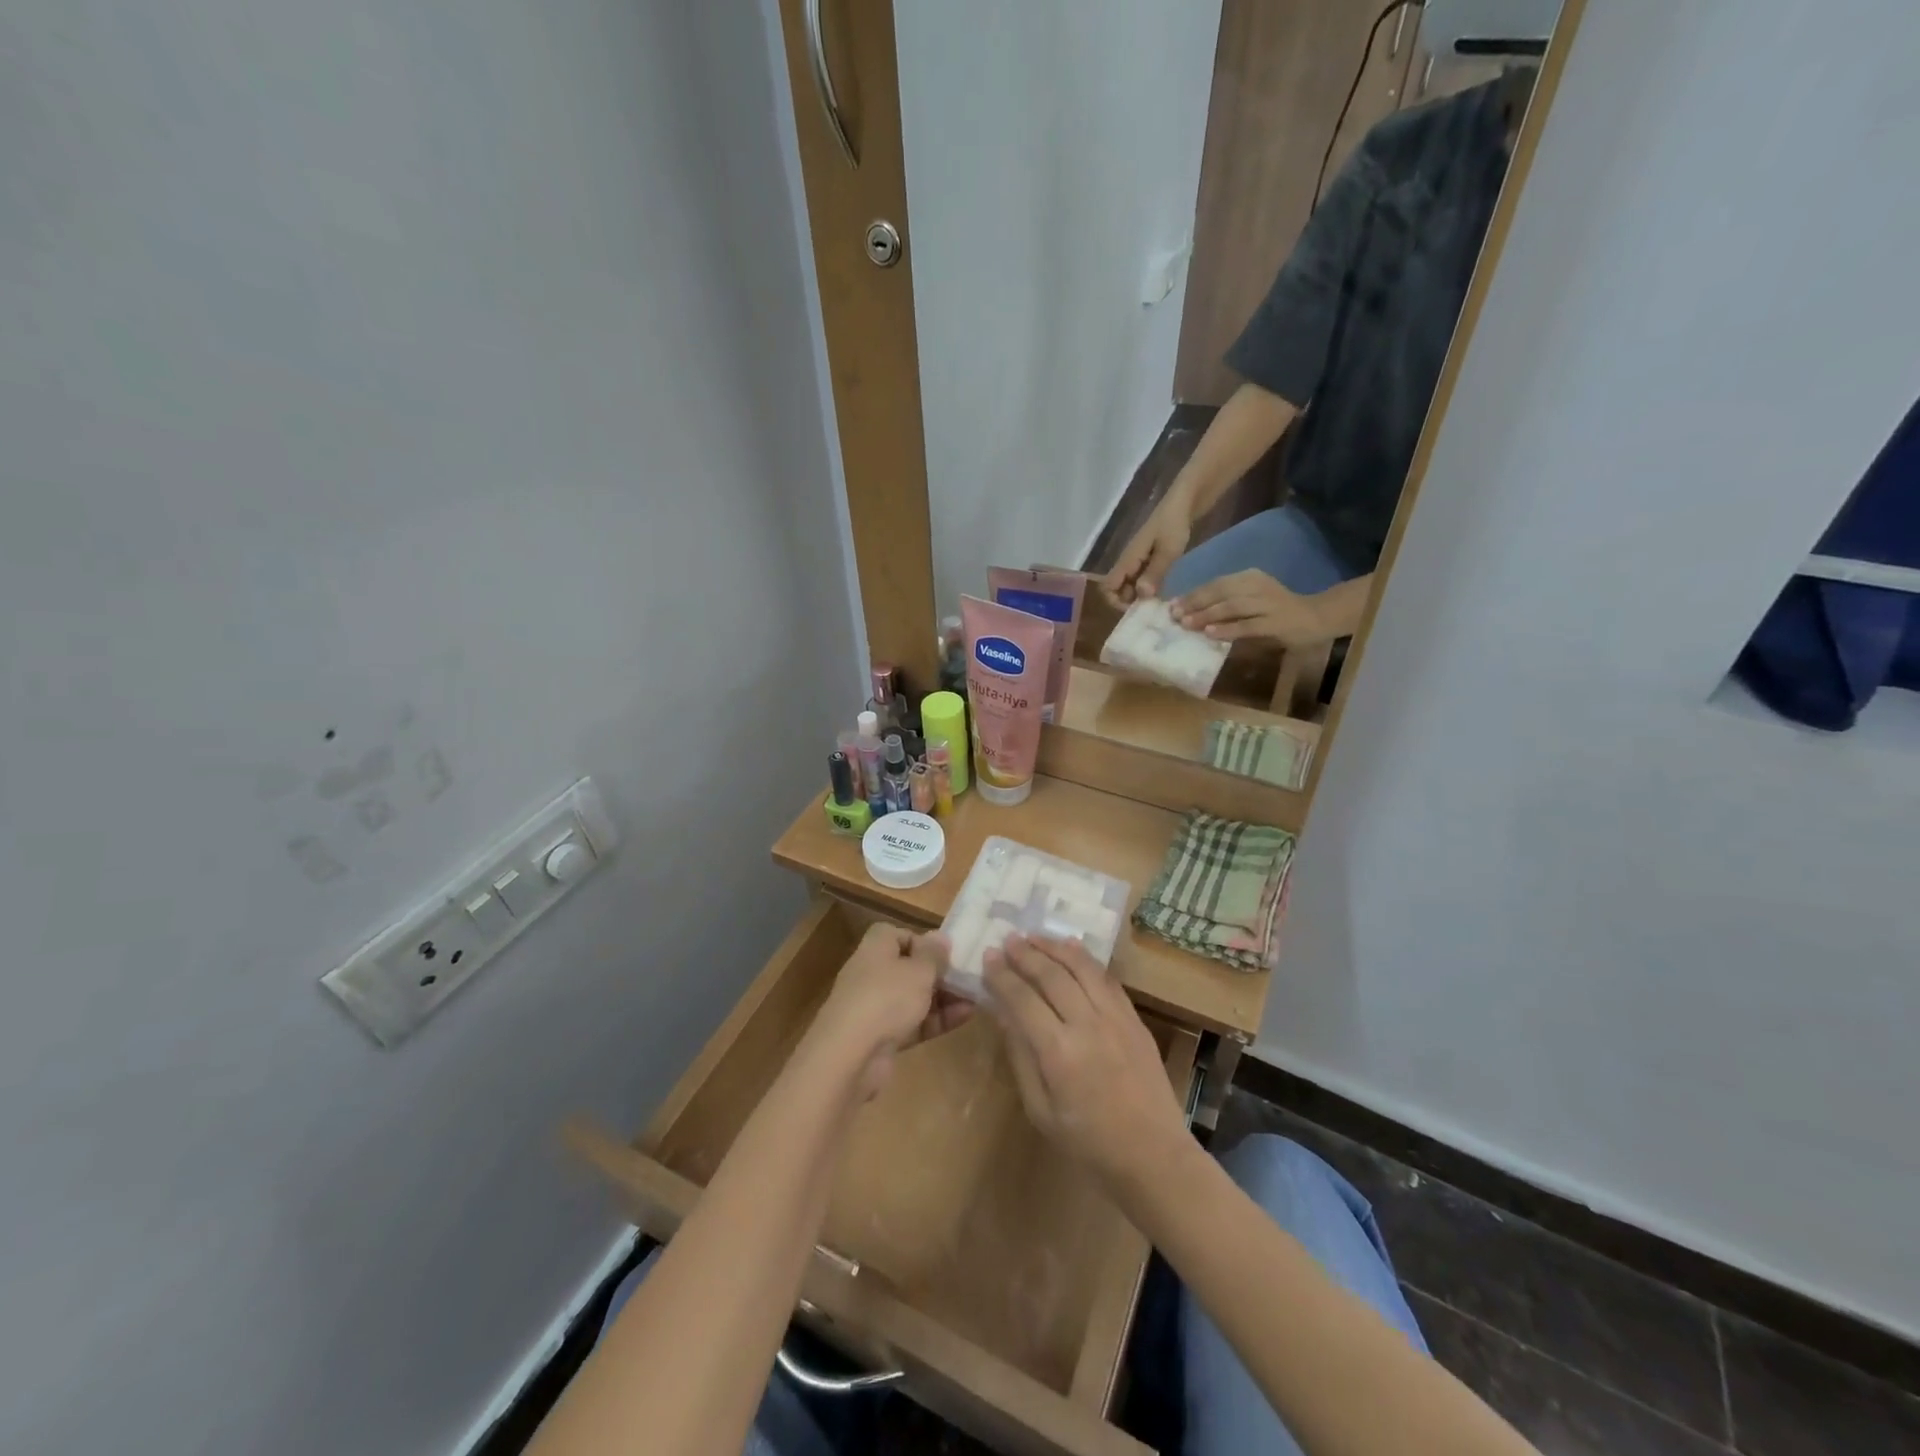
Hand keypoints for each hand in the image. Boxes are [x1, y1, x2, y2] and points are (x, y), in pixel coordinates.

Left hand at [812, 923, 972, 1099]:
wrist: (850, 1055)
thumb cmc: (886, 998)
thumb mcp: (919, 970)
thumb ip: (933, 954)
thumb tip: (940, 936)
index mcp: (875, 948)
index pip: (898, 934)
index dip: (922, 941)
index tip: (945, 953)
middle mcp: (872, 973)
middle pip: (908, 967)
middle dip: (938, 972)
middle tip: (967, 977)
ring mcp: (875, 1007)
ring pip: (913, 997)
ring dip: (943, 997)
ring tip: (975, 997)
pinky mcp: (881, 1036)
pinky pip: (913, 1022)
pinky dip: (936, 1019)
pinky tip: (965, 1017)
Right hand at [983, 934, 1188, 1186]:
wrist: (1153, 1155)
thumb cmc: (1088, 1142)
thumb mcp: (1041, 1110)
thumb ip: (1021, 1057)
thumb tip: (1003, 1013)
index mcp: (1058, 1053)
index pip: (1022, 999)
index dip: (1002, 975)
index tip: (987, 958)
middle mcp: (1087, 1025)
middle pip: (1051, 975)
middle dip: (1025, 954)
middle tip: (1007, 940)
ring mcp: (1115, 1018)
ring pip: (1081, 967)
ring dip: (1055, 947)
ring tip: (1034, 936)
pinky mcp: (1134, 1018)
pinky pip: (1107, 978)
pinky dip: (1085, 959)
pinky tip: (1071, 949)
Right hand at [1103, 501, 1190, 604]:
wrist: (1184, 503)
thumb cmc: (1174, 524)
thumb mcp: (1168, 551)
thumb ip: (1154, 573)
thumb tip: (1140, 596)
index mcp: (1128, 559)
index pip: (1108, 586)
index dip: (1117, 601)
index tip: (1136, 610)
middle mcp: (1128, 562)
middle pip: (1118, 589)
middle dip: (1129, 602)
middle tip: (1150, 610)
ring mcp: (1137, 561)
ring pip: (1129, 586)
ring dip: (1139, 597)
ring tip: (1157, 605)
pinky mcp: (1147, 560)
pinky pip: (1140, 580)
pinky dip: (1147, 588)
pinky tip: (1161, 594)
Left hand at [1170, 569, 1331, 648]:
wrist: (1315, 617)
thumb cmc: (1276, 611)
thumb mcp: (1250, 601)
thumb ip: (1225, 604)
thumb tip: (1191, 613)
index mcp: (1249, 578)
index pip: (1216, 583)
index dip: (1193, 594)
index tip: (1172, 605)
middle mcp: (1257, 586)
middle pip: (1221, 591)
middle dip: (1195, 603)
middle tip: (1175, 616)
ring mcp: (1268, 603)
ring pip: (1232, 606)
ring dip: (1207, 615)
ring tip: (1187, 624)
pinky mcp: (1276, 622)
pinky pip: (1247, 625)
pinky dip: (1227, 629)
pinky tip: (1210, 634)